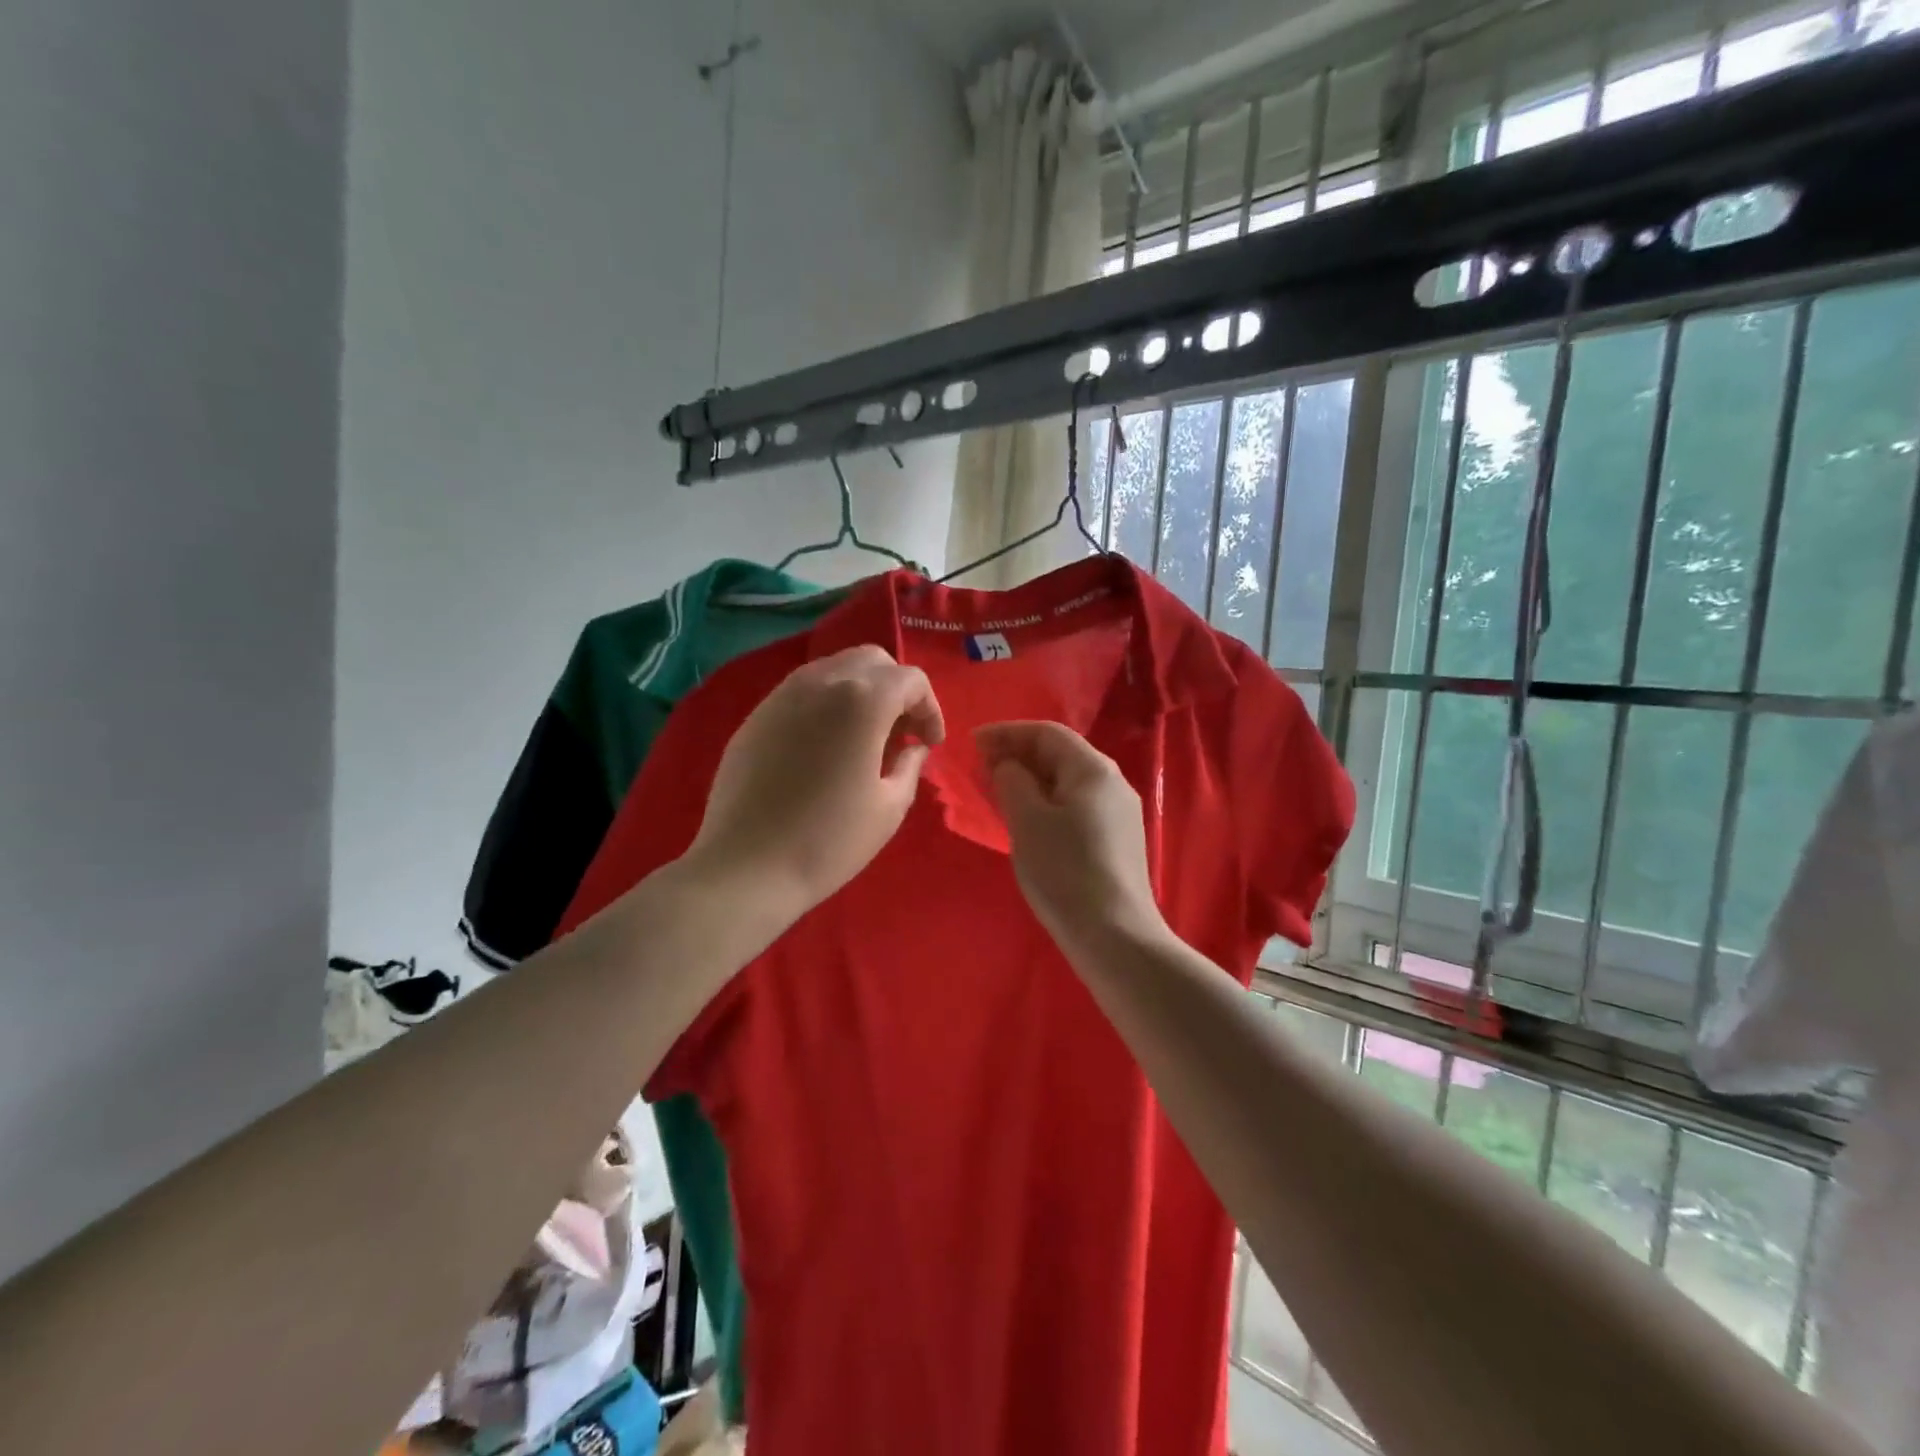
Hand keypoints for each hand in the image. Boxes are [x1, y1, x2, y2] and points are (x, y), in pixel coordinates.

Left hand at [687, 646, 943, 923]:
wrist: (746, 868)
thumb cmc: (829, 841)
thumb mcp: (890, 807)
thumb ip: (910, 764)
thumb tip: (911, 746)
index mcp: (862, 700)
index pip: (911, 680)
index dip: (930, 709)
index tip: (929, 744)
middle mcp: (821, 682)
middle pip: (872, 660)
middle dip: (896, 689)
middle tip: (900, 732)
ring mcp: (782, 695)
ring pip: (834, 668)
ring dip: (860, 691)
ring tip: (864, 738)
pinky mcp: (756, 715)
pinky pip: (802, 691)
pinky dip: (826, 703)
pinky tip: (825, 747)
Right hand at [975, 721, 1169, 963]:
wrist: (1115, 935)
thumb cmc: (1065, 871)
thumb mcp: (1028, 821)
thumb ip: (1012, 781)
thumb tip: (1007, 765)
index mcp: (1093, 769)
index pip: (1046, 732)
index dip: (1007, 733)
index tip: (972, 743)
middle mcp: (1112, 782)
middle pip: (1060, 754)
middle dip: (1018, 755)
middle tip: (981, 768)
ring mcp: (1118, 813)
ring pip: (1067, 781)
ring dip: (1031, 779)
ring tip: (997, 791)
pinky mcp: (1117, 839)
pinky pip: (1075, 805)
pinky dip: (1046, 801)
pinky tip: (1027, 819)